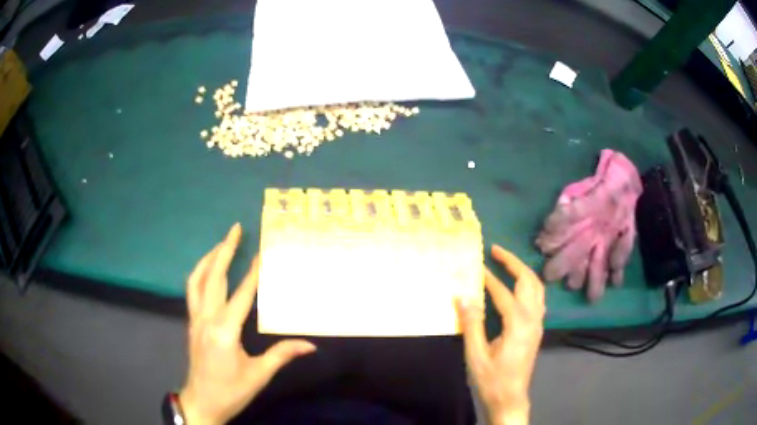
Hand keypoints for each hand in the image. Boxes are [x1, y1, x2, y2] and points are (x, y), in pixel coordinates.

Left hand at [180, 223, 315, 424]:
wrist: (201, 402)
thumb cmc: (231, 391)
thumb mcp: (259, 375)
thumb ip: (282, 355)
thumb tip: (310, 345)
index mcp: (225, 330)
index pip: (241, 294)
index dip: (253, 272)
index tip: (262, 251)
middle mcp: (206, 318)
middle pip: (213, 277)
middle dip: (224, 250)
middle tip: (235, 229)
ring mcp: (195, 319)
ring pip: (197, 280)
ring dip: (208, 258)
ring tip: (221, 243)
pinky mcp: (191, 324)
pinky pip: (193, 291)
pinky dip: (199, 274)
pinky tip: (207, 271)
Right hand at [457, 245, 545, 424]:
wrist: (510, 398)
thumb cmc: (491, 379)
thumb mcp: (476, 355)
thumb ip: (471, 324)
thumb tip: (462, 297)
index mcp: (518, 324)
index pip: (504, 293)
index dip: (490, 278)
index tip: (476, 264)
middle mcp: (533, 319)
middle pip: (529, 282)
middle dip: (514, 263)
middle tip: (496, 251)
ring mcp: (538, 324)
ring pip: (537, 288)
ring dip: (523, 271)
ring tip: (507, 262)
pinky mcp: (537, 329)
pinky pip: (537, 298)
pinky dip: (528, 284)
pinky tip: (517, 286)